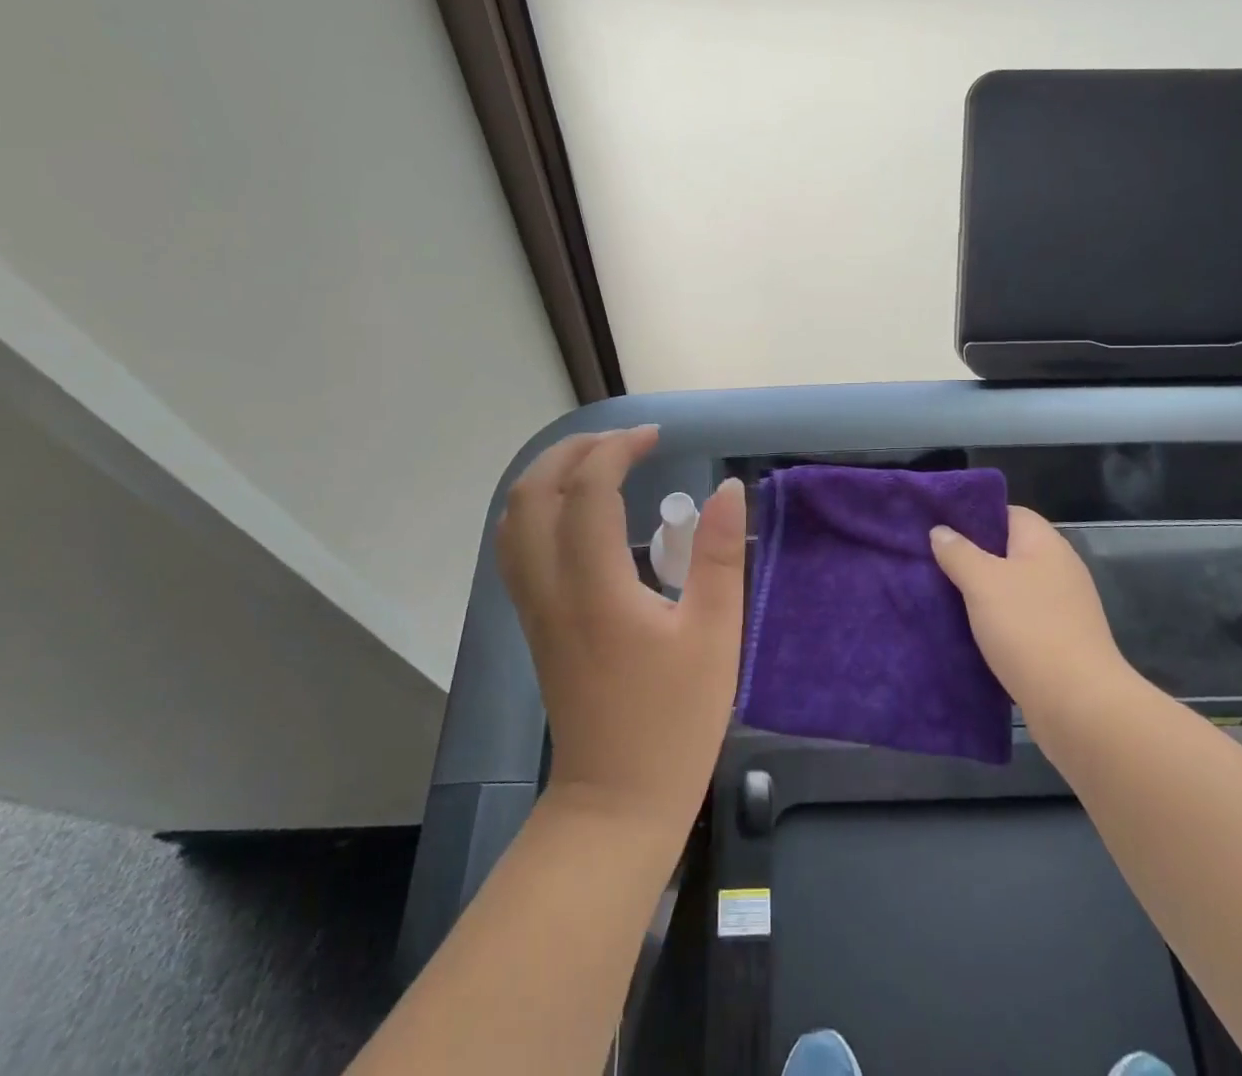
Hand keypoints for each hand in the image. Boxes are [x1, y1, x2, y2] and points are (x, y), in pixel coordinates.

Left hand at [498, 427, 745, 832]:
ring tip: (597, 464)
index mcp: (595, 588)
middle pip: (531, 494)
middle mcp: (550, 589)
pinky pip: (517, 548)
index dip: (617, 450)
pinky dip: (537, 509)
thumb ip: (719, 555)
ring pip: (513, 521)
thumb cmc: (674, 722)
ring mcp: (534, 608)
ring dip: (548, 476)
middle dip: (572, 451)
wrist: (616, 802)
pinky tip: (575, 513)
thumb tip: (729, 489)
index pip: (586, 491)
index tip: (655, 439)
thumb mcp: (714, 635)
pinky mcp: (535, 625)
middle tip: (622, 442)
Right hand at [930, 507, 1136, 740]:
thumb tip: (941, 531)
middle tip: (933, 563)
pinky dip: (998, 622)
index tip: (941, 527)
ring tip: (944, 596)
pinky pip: (1021, 619)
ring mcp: (1064, 607)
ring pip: (1013, 587)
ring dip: (983, 593)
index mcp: (1045, 543)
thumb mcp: (982, 582)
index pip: (1008, 513)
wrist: (1080, 706)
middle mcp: (1059, 568)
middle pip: (1009, 550)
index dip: (975, 515)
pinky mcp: (1061, 641)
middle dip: (973, 556)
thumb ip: (958, 552)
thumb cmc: (1028, 629)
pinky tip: (971, 632)